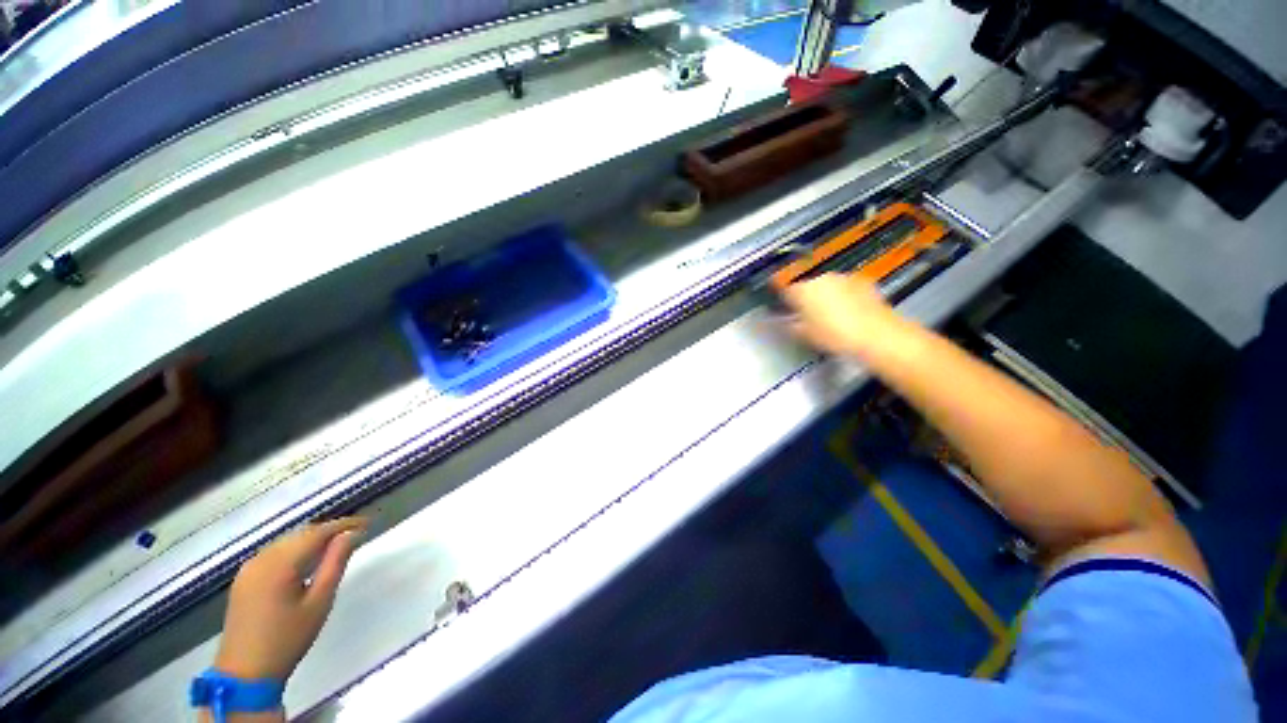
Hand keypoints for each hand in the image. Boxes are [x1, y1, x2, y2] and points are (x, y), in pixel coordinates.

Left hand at [214, 517, 366, 681]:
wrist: (246, 673)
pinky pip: (273, 553)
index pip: (317, 533)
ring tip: (336, 545)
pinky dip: (295, 549)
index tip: (367, 524)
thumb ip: (335, 563)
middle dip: (328, 531)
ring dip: (312, 539)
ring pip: (286, 541)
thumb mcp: (319, 602)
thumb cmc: (288, 639)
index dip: (344, 525)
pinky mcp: (244, 579)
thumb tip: (352, 535)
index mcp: (280, 564)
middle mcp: (261, 559)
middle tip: (355, 534)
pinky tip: (307, 560)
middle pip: (300, 534)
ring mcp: (249, 569)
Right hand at [778, 273, 899, 358]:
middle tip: (809, 319)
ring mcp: (844, 279)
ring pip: (828, 287)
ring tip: (831, 319)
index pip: (785, 291)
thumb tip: (787, 322)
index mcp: (803, 290)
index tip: (783, 307)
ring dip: (827, 298)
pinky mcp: (863, 283)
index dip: (783, 301)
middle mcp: (822, 279)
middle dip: (807, 300)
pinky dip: (845, 298)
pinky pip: (847, 289)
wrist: (876, 335)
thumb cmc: (837, 335)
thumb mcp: (804, 335)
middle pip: (808, 287)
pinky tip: (848, 314)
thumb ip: (790, 325)